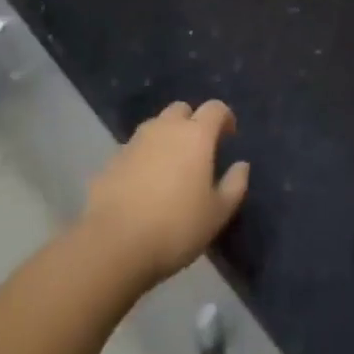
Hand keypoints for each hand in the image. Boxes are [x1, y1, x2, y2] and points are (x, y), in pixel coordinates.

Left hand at [83, 100, 249, 284]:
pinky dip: (144, 157)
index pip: (215, 108)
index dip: (225, 117)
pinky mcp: (112, 159)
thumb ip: (234, 185)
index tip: (229, 135)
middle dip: (192, 121)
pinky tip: (144, 184)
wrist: (114, 244)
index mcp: (196, 135)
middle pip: (181, 109)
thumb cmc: (176, 227)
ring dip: (166, 137)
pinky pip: (134, 148)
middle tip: (198, 149)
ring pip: (155, 126)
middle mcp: (165, 128)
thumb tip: (241, 165)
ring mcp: (134, 141)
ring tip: (171, 166)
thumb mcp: (217, 214)